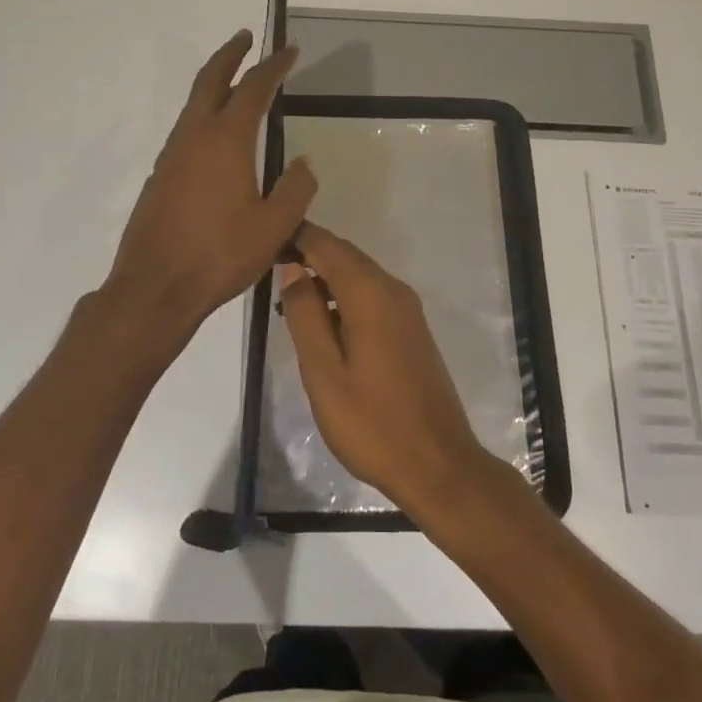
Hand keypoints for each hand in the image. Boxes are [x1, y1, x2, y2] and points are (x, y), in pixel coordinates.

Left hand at [106, 31, 316, 336]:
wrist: (154, 288)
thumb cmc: (219, 255)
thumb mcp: (274, 226)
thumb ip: (296, 189)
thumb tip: (306, 161)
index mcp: (226, 141)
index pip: (253, 89)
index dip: (273, 66)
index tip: (289, 49)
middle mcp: (194, 138)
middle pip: (210, 81)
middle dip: (230, 55)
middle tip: (245, 37)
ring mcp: (171, 157)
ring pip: (193, 106)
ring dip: (213, 84)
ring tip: (234, 82)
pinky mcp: (159, 177)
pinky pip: (185, 132)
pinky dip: (203, 115)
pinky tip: (215, 137)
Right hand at [277, 222, 493, 515]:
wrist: (437, 463)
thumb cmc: (371, 423)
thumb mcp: (324, 372)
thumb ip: (305, 316)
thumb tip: (292, 269)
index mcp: (370, 295)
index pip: (327, 246)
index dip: (296, 237)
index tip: (264, 241)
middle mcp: (393, 291)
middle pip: (346, 256)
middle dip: (309, 253)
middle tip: (268, 265)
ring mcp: (407, 310)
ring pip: (360, 275)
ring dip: (325, 276)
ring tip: (287, 297)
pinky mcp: (412, 330)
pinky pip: (372, 296)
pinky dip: (344, 296)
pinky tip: (322, 322)